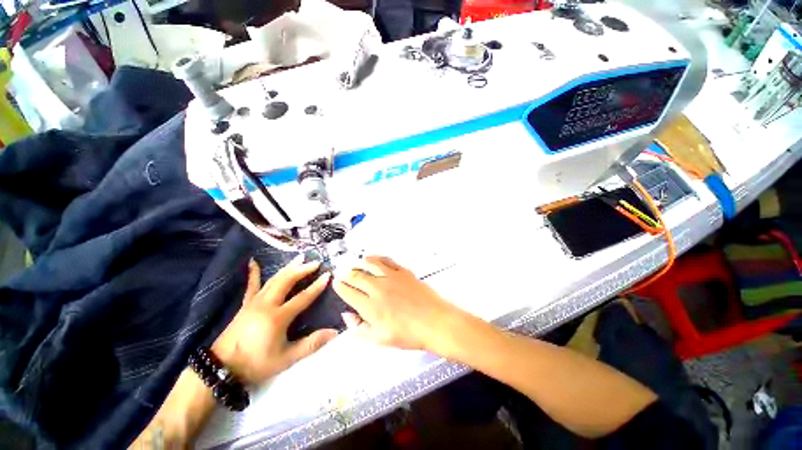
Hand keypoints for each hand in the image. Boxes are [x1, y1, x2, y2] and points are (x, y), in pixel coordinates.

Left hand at [212, 256, 337, 383]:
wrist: (222, 368)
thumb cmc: (256, 363)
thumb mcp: (286, 358)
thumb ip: (311, 344)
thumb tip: (334, 332)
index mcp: (278, 317)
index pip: (302, 297)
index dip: (316, 286)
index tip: (328, 275)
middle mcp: (267, 304)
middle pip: (287, 281)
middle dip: (302, 270)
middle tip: (315, 262)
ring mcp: (255, 302)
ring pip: (274, 279)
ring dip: (288, 267)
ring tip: (299, 258)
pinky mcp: (246, 305)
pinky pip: (252, 286)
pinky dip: (254, 273)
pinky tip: (253, 262)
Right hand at [333, 256, 466, 353]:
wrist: (434, 321)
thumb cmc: (409, 334)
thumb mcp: (381, 339)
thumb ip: (360, 328)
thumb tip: (348, 317)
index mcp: (371, 306)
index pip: (348, 292)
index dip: (339, 287)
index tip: (336, 283)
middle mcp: (378, 288)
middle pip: (356, 276)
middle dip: (346, 274)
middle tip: (342, 273)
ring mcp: (391, 277)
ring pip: (370, 264)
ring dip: (360, 263)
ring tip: (355, 263)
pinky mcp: (403, 272)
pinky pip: (387, 261)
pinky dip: (378, 258)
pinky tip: (374, 258)